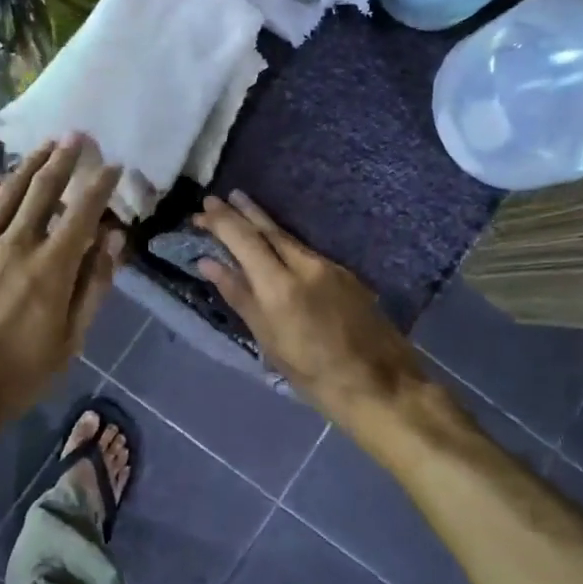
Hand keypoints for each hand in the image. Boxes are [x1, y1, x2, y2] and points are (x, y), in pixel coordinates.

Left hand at [0, 137, 124, 428]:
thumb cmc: (20, 372)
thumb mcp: (72, 339)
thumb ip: (94, 286)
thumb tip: (113, 242)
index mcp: (53, 268)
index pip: (83, 212)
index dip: (100, 185)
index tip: (113, 166)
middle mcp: (17, 245)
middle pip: (43, 189)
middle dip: (63, 159)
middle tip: (77, 137)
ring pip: (7, 192)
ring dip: (28, 165)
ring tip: (44, 146)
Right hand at [194, 192, 425, 422]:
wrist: (380, 384)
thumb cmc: (313, 374)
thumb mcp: (269, 340)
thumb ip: (240, 296)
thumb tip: (209, 264)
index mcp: (280, 285)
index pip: (244, 240)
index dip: (221, 222)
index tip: (202, 209)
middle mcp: (305, 265)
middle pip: (268, 230)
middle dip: (240, 212)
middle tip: (216, 198)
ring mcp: (329, 267)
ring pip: (288, 238)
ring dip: (262, 222)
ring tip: (240, 207)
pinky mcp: (345, 275)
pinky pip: (306, 250)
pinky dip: (284, 241)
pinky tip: (276, 243)